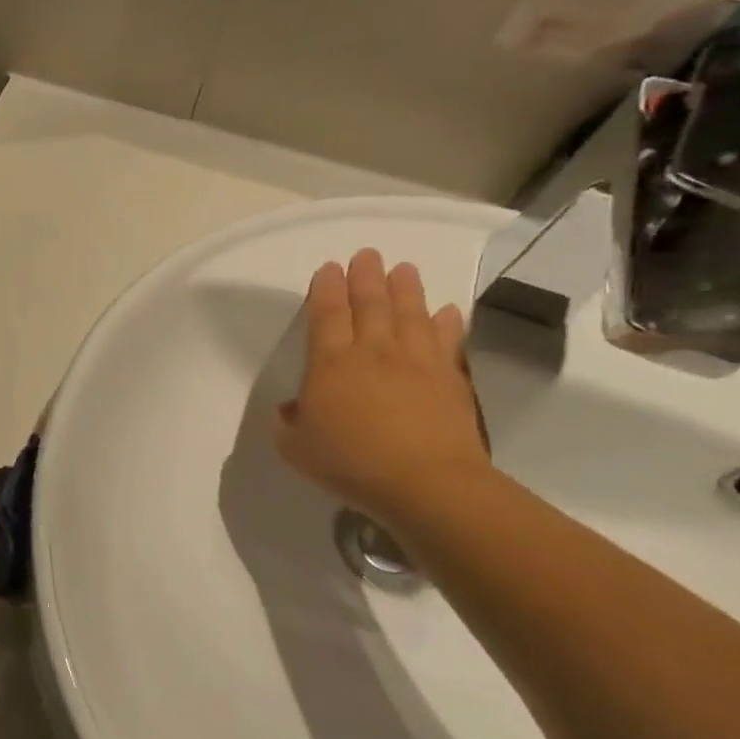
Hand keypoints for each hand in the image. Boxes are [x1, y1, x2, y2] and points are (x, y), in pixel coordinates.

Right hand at [274, 248, 491, 523]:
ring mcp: (417, 363)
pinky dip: (446, 323)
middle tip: (367, 255)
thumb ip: (288, 423)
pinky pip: (447, 341)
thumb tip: (292, 408)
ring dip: (406, 289)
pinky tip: (445, 311)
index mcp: (330, 364)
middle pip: (370, 305)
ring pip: (410, 315)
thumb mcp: (295, 448)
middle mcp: (373, 353)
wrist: (426, 483)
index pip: (327, 315)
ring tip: (403, 268)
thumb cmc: (350, 463)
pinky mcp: (451, 380)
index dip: (326, 289)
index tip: (329, 268)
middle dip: (366, 277)